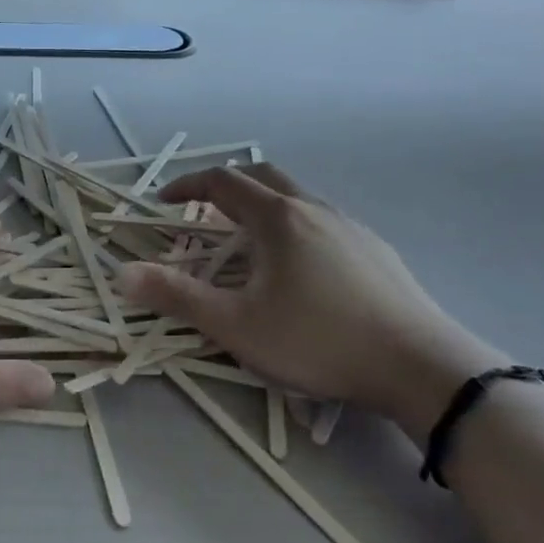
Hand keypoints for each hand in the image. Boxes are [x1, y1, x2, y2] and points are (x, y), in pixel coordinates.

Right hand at [120, 165, 503, 440]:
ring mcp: (350, 225)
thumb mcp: (237, 326)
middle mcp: (313, 208)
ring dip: (262, 207)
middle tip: (204, 215)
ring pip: (296, 197)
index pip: (222, 182)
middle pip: (261, 176)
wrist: (420, 366)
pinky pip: (323, 220)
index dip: (187, 187)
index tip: (164, 202)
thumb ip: (177, 297)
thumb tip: (123, 274)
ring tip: (249, 244)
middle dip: (225, 188)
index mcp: (277, 218)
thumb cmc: (319, 340)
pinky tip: (301, 269)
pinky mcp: (375, 249)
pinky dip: (295, 225)